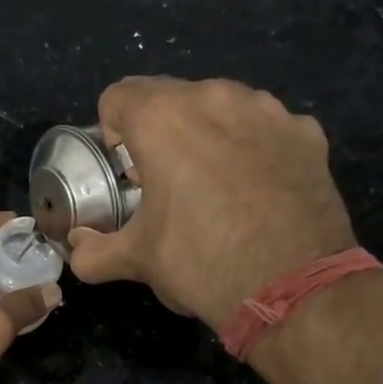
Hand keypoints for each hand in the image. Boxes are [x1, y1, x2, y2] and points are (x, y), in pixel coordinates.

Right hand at [66, 77, 356, 329]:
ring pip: (220, 105)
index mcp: (161, 118)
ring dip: (207, 132)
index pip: (117, 97)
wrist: (295, 286)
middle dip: (159, 131)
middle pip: (169, 97)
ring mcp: (267, 110)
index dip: (112, 132)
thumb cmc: (201, 261)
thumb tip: (76, 247)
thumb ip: (94, 251)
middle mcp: (213, 97)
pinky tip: (258, 188)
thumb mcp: (137, 260)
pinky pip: (266, 126)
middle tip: (165, 180)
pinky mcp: (307, 132)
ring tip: (214, 183)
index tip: (125, 169)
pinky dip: (254, 146)